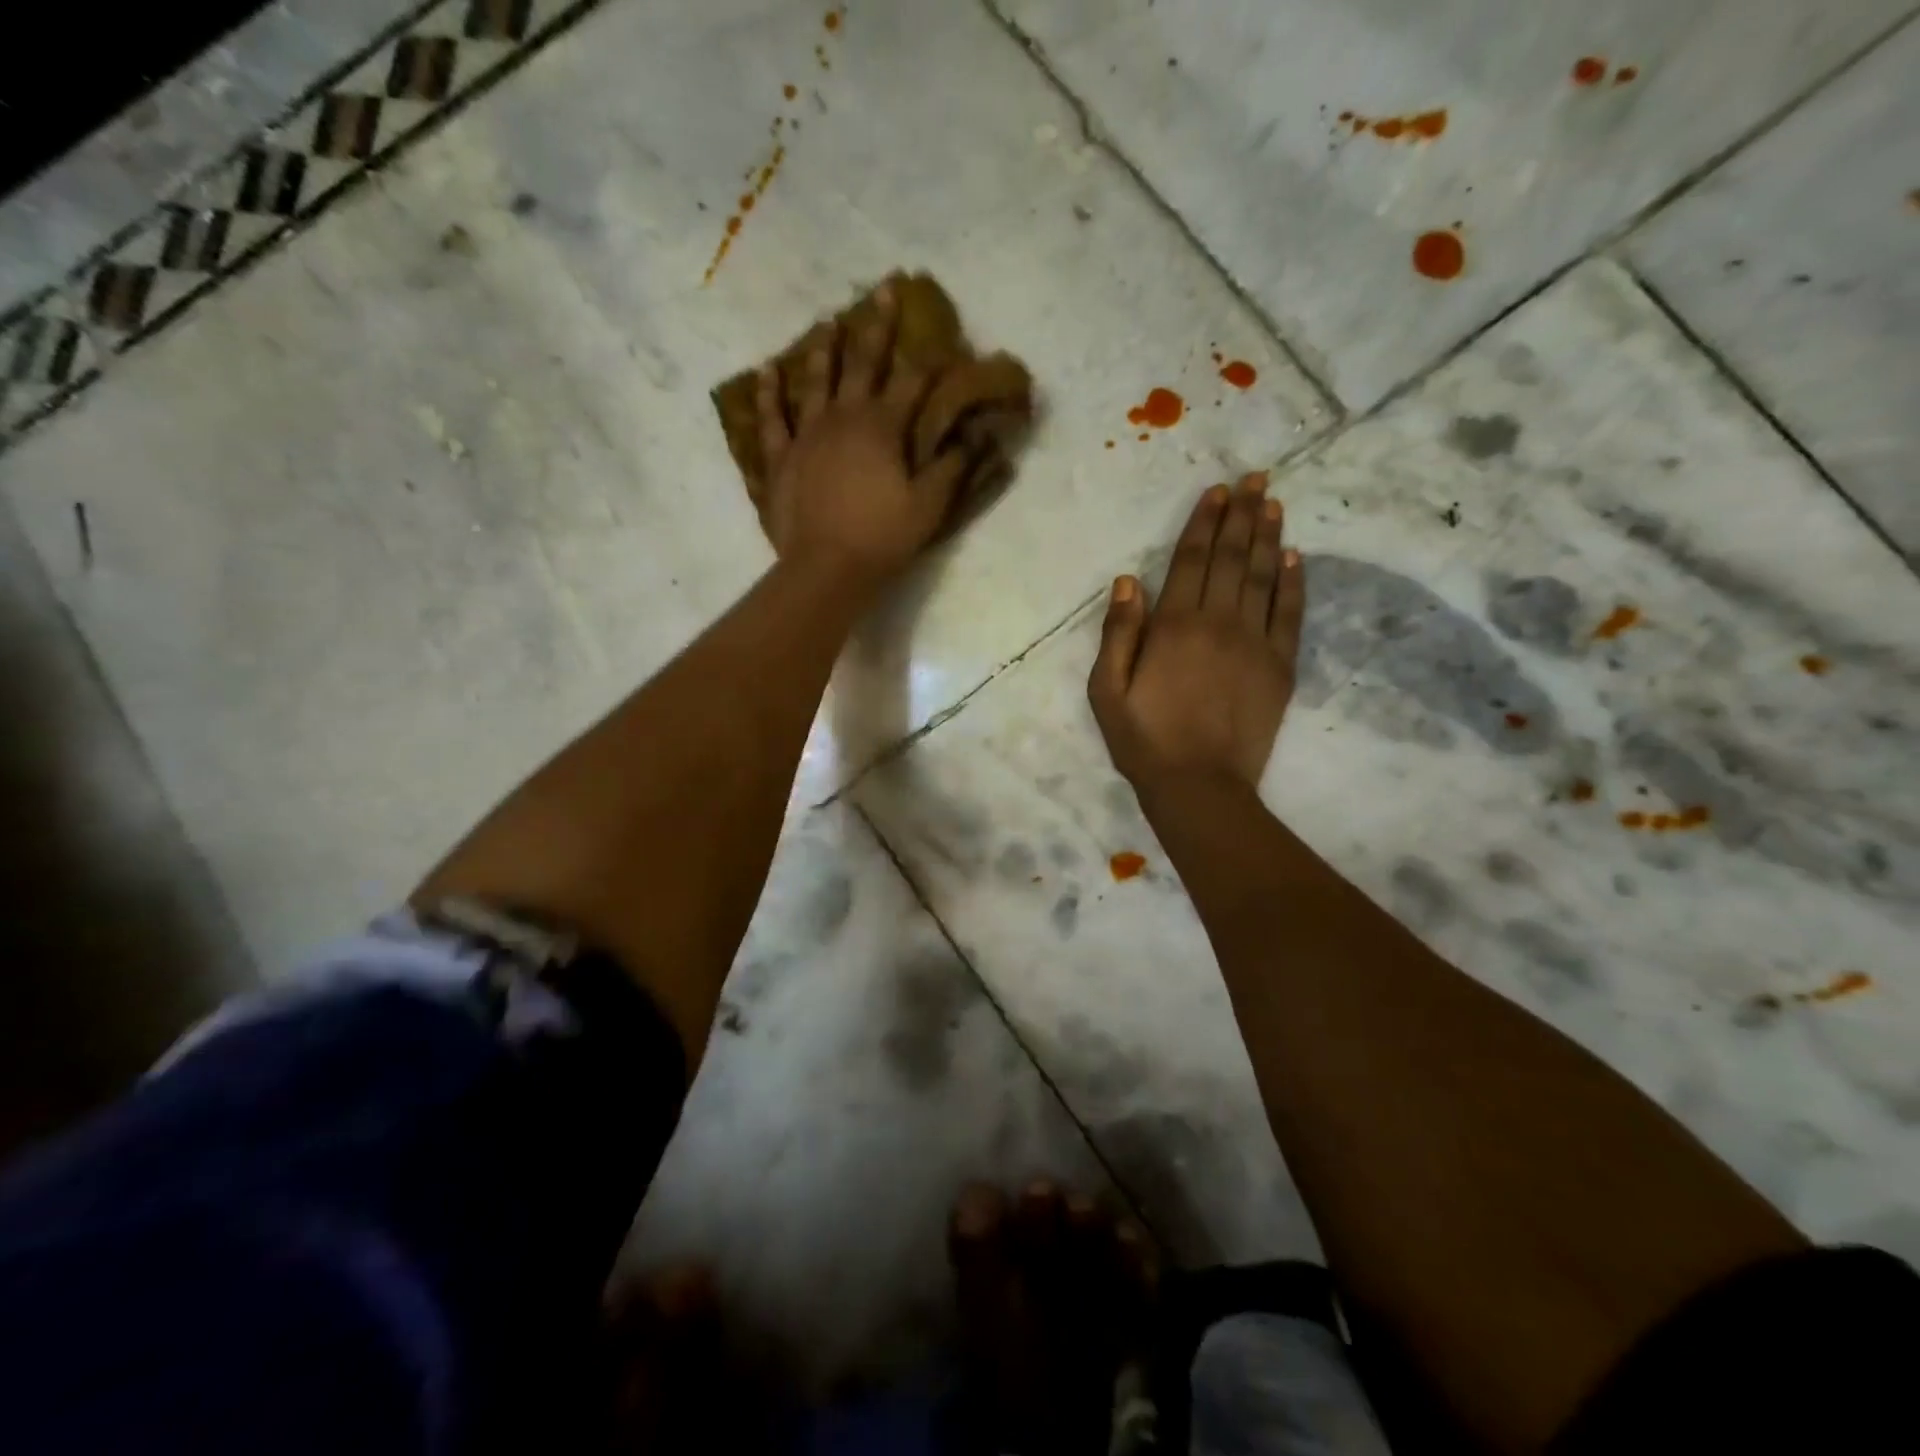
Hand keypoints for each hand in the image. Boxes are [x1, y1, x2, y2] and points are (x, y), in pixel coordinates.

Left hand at [756, 285, 978, 594]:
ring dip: (823, 350)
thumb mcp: (928, 505)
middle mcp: (844, 418)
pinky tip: (767, 371)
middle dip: (877, 327)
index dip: (928, 361)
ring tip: (827, 322)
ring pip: (815, 381)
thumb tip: (973, 436)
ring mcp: (807, 435)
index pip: (911, 384)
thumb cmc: (882, 537)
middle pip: (863, 365)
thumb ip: (950, 467)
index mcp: (883, 427)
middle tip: (883, 289)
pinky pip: (772, 419)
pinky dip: (769, 394)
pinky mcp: (781, 458)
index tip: (940, 337)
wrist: (826, 568)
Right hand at [1088, 475, 1305, 788]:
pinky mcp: (1280, 667)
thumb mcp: (1107, 691)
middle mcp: (1218, 623)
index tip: (1218, 491)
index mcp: (1173, 626)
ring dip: (1268, 536)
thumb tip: (1128, 581)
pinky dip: (1293, 583)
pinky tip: (1294, 557)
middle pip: (1231, 558)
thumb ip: (1118, 633)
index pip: (1191, 560)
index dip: (1204, 522)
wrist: (1199, 786)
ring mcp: (1255, 643)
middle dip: (1241, 514)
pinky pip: (1290, 614)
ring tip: (1273, 502)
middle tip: (1255, 478)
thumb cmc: (1144, 740)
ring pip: (1263, 577)